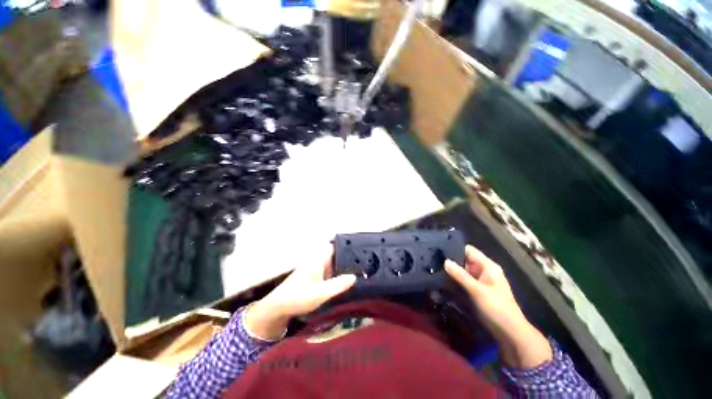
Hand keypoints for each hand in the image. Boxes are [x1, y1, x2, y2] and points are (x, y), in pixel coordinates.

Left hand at [244, 245, 356, 340]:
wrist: (277, 309)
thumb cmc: (298, 296)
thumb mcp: (321, 292)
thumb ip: (338, 284)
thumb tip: (355, 276)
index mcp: (318, 260)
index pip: (334, 247)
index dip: (345, 246)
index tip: (360, 249)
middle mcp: (317, 263)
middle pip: (335, 257)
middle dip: (347, 259)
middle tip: (364, 263)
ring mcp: (315, 272)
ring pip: (332, 266)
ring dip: (342, 269)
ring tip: (360, 272)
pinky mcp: (313, 281)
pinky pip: (328, 275)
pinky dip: (336, 277)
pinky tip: (345, 283)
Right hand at [445, 245, 551, 367]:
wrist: (510, 333)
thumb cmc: (496, 308)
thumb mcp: (476, 290)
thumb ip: (460, 275)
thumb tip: (445, 261)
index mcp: (488, 266)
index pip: (469, 250)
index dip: (454, 249)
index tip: (439, 250)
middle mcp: (484, 271)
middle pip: (465, 260)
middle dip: (451, 261)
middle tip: (434, 262)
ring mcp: (481, 281)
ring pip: (463, 271)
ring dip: (452, 272)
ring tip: (435, 270)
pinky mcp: (478, 291)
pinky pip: (464, 281)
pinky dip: (456, 281)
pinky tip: (443, 281)